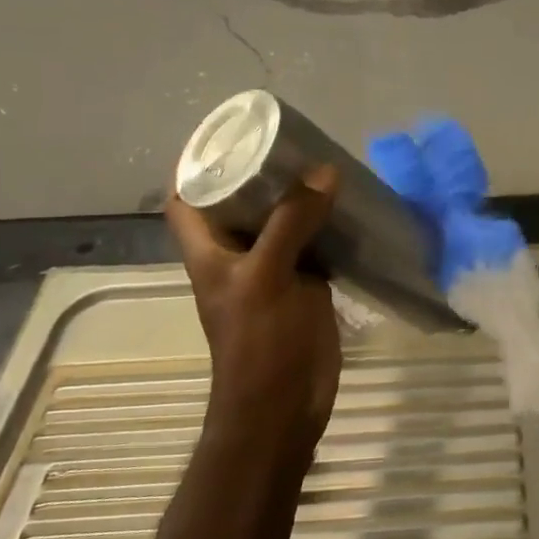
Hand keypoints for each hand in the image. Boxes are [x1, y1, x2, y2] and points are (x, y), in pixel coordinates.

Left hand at [165, 168, 342, 463]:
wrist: (283, 405)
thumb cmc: (259, 344)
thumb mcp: (266, 277)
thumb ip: (291, 223)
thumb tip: (325, 172)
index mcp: (209, 249)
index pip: (188, 195)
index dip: (199, 162)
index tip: (232, 133)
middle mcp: (237, 253)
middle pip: (242, 201)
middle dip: (263, 171)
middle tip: (294, 141)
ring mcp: (273, 268)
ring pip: (282, 220)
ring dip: (300, 195)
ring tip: (326, 162)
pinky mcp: (305, 283)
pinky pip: (314, 242)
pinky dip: (328, 223)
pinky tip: (350, 204)